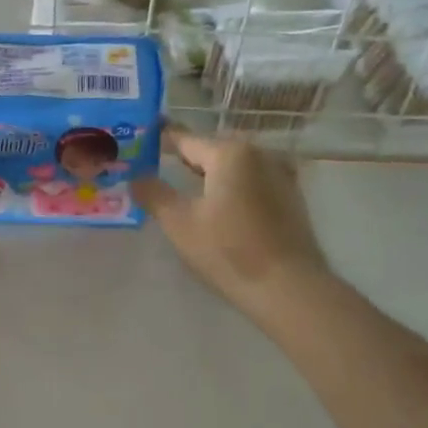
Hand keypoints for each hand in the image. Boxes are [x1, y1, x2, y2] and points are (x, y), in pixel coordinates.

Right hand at [131, 131, 330, 321]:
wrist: (289, 288)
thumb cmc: (228, 251)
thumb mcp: (180, 223)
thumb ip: (154, 194)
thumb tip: (135, 177)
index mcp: (230, 153)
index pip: (186, 139)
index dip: (162, 140)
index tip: (143, 139)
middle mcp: (259, 154)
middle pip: (213, 151)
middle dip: (187, 158)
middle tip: (160, 166)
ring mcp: (281, 175)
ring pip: (235, 167)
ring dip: (212, 174)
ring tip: (187, 187)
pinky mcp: (291, 198)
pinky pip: (253, 183)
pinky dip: (234, 187)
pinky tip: (221, 205)